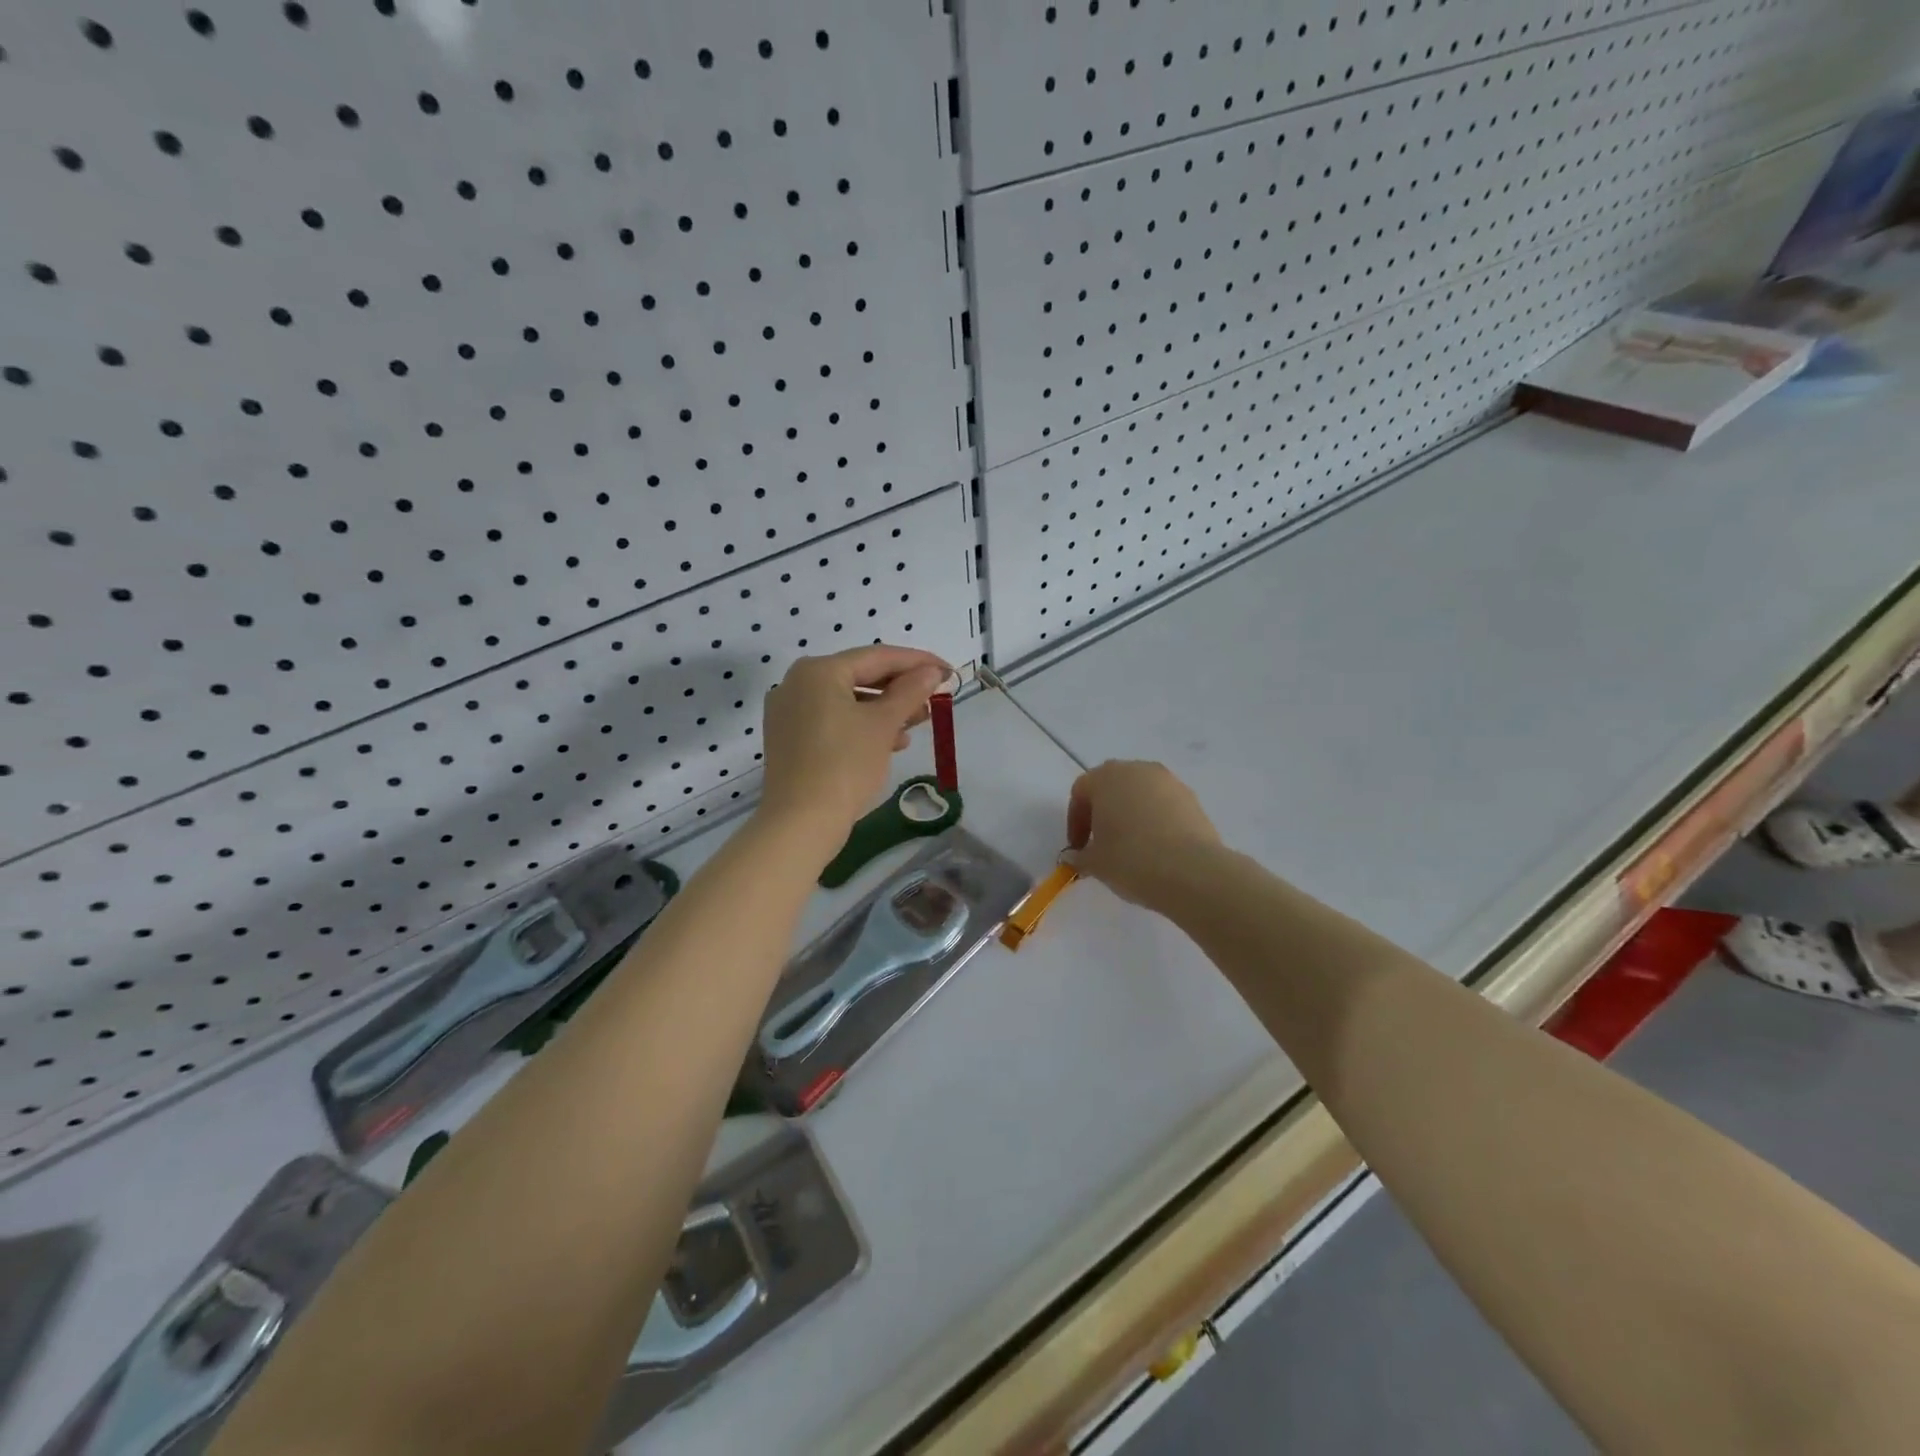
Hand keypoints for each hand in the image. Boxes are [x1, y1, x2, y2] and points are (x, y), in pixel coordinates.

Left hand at [758, 645, 950, 858]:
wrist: (801, 822)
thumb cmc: (845, 765)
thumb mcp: (883, 724)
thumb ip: (910, 691)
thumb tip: (931, 672)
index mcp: (818, 670)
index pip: (877, 656)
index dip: (917, 662)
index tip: (947, 670)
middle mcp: (797, 683)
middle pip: (860, 676)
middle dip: (900, 688)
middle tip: (934, 698)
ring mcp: (789, 711)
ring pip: (848, 700)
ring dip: (885, 709)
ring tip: (918, 723)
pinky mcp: (789, 738)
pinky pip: (833, 720)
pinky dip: (862, 725)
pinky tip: (891, 742)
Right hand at [1067, 760, 1222, 910]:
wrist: (1191, 872)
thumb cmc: (1131, 860)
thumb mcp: (1095, 863)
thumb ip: (1080, 856)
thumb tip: (1075, 856)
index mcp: (1106, 778)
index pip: (1081, 792)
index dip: (1076, 821)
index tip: (1079, 847)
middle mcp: (1137, 770)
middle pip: (1112, 786)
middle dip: (1104, 812)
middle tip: (1102, 842)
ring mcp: (1169, 781)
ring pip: (1140, 794)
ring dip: (1131, 814)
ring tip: (1132, 846)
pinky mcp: (1192, 798)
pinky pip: (1164, 805)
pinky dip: (1156, 820)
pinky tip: (1157, 848)